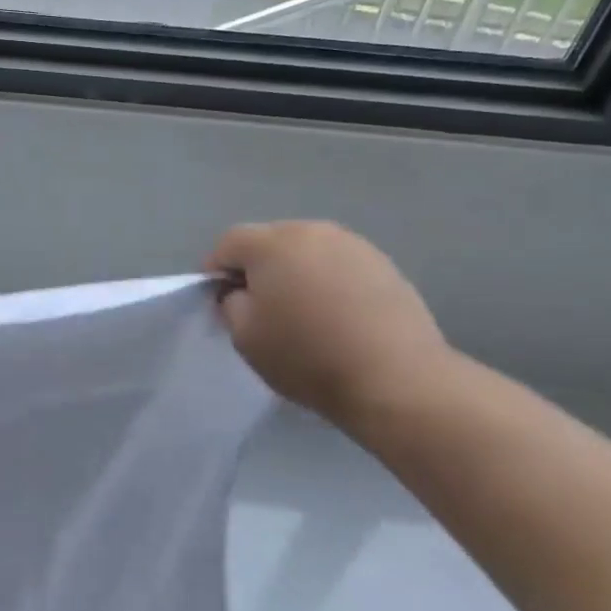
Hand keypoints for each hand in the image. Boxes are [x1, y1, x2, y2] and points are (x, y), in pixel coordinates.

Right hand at [207, 221, 451, 432]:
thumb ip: (230, 303)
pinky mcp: (384, 265)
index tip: (219, 302)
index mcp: (273, 243)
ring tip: (300, 312)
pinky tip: (335, 316)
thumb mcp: (245, 337)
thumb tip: (239, 291)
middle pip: (270, 240)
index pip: (229, 243)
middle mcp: (313, 231)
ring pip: (307, 251)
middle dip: (257, 267)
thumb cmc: (307, 356)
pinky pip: (338, 266)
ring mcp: (354, 245)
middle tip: (258, 307)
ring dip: (295, 273)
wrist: (395, 379)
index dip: (216, 270)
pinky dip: (327, 282)